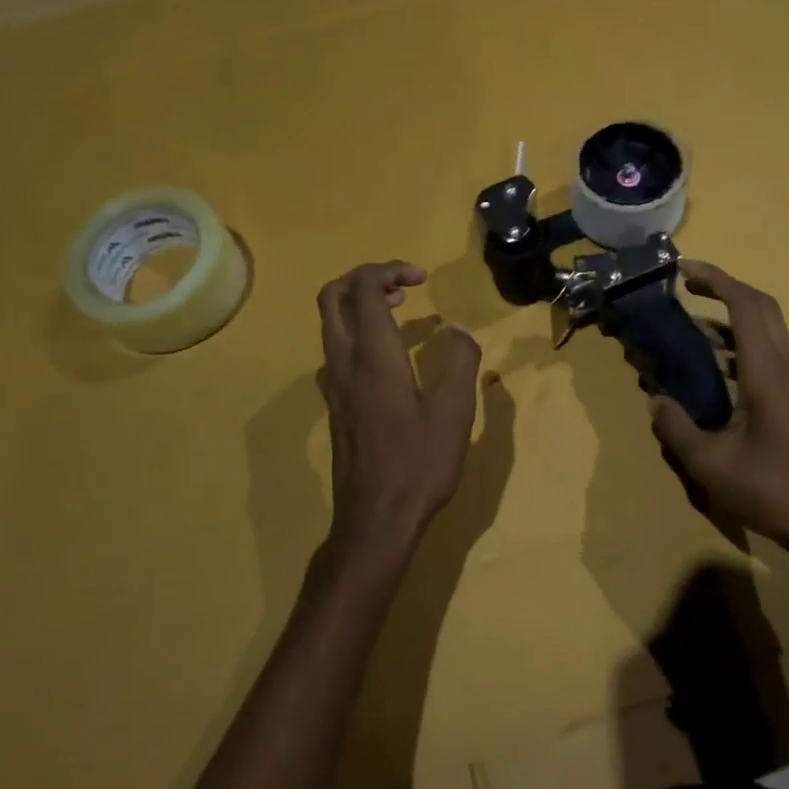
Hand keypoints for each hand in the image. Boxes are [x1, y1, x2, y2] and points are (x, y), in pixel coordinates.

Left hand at [317, 261, 481, 552]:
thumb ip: (458, 361)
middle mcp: (344, 363)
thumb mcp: (454, 412)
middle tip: (404, 286)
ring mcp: (334, 386)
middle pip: (332, 297)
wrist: (375, 519)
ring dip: (359, 304)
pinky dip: (357, 332)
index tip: (423, 278)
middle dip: (365, 278)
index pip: (364, 289)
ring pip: (330, 324)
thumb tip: (457, 329)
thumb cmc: (418, 464)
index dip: (389, 269)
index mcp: (372, 357)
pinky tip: (388, 356)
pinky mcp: (335, 406)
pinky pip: (336, 350)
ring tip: (399, 311)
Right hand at [649, 261, 788, 560]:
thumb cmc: (769, 491)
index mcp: (768, 373)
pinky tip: (712, 364)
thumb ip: (676, 427)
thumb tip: (656, 399)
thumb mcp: (709, 465)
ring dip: (731, 315)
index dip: (715, 280)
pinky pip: (768, 351)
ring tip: (690, 325)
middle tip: (686, 286)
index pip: (746, 305)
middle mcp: (787, 366)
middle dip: (724, 287)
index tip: (683, 270)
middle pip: (761, 306)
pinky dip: (739, 342)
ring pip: (767, 328)